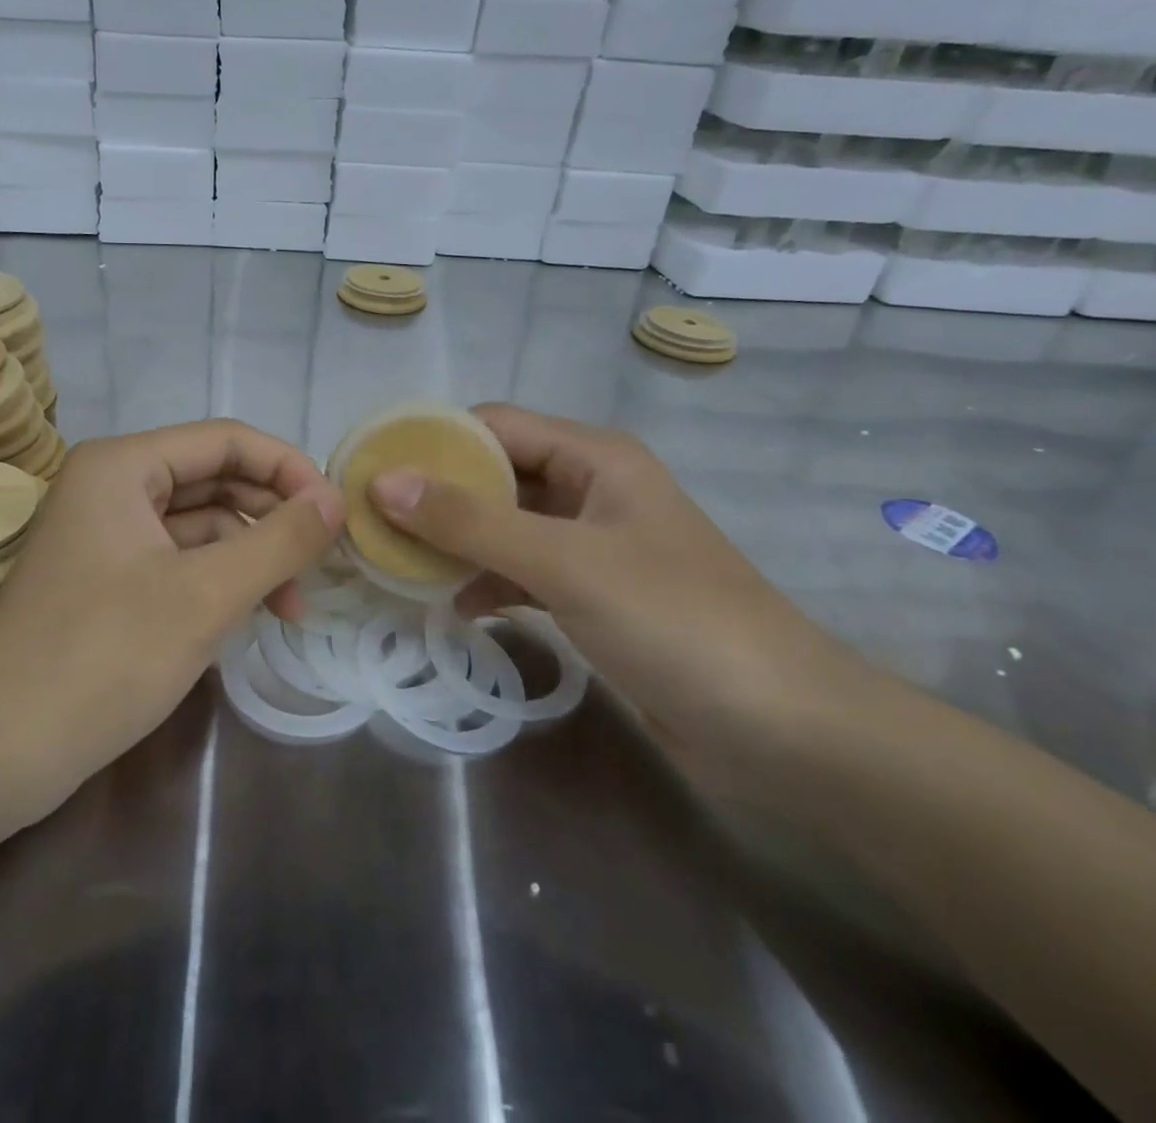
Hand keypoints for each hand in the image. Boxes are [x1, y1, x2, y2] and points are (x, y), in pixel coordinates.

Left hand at [0, 420, 344, 805]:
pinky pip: (178, 558)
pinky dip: (218, 579)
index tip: (335, 516)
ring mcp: (106, 533)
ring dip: (249, 555)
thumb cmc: (104, 658)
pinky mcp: (107, 578)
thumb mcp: (206, 595)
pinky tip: (249, 615)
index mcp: (124, 465)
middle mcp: (112, 485)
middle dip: (271, 518)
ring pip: (200, 523)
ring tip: (291, 607)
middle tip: (321, 565)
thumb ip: (280, 540)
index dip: (289, 469)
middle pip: (215, 478)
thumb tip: (336, 499)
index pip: (227, 440)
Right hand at [368, 404, 862, 781]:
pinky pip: (522, 570)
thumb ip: (472, 522)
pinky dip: (485, 582)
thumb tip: (383, 482)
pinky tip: (451, 606)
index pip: (493, 425)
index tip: (370, 468)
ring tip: (395, 564)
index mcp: (593, 457)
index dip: (431, 442)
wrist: (785, 731)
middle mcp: (591, 488)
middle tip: (371, 522)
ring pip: (504, 525)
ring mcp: (592, 544)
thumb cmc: (677, 623)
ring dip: (455, 542)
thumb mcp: (566, 563)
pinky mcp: (593, 594)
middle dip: (435, 496)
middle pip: (494, 474)